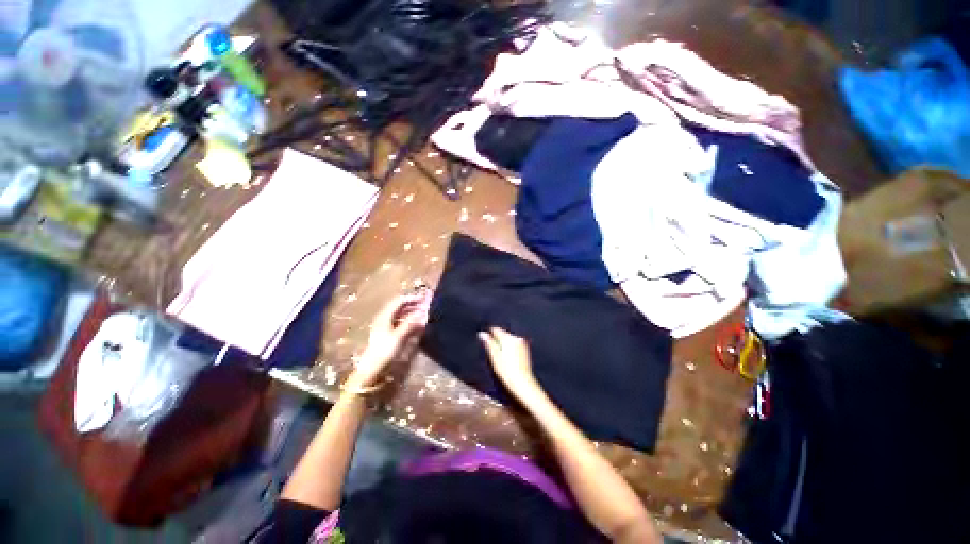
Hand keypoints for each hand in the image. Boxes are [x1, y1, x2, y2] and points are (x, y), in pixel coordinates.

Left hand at [350, 294, 427, 387]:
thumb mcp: (398, 336)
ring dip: (411, 312)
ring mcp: (385, 326)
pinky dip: (409, 320)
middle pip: (399, 307)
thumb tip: (423, 312)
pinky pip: (400, 322)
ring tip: (423, 314)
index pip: (399, 301)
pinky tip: (416, 324)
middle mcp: (384, 318)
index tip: (424, 299)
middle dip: (412, 305)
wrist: (372, 368)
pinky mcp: (388, 334)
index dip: (412, 299)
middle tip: (425, 305)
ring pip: (400, 314)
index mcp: (384, 316)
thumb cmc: (384, 351)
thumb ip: (410, 323)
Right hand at [478, 327, 543, 403]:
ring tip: (498, 355)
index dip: (489, 334)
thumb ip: (489, 343)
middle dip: (496, 339)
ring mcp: (522, 343)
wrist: (523, 382)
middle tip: (490, 349)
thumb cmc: (506, 371)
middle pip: (503, 334)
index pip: (496, 329)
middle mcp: (517, 338)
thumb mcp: (495, 357)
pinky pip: (514, 344)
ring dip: (503, 344)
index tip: (484, 340)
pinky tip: (506, 358)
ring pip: (509, 339)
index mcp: (508, 338)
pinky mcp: (525, 350)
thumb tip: (482, 333)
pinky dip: (509, 348)